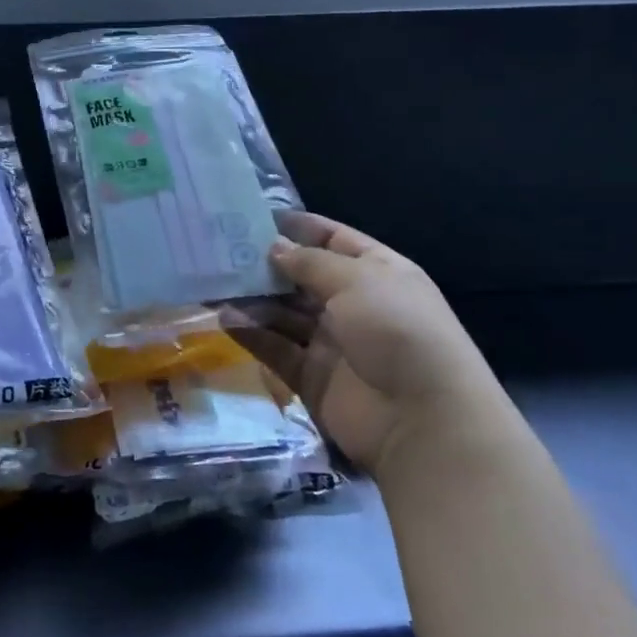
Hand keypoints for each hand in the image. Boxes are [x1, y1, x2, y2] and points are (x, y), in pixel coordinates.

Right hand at [229, 213, 505, 474]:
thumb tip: (274, 247)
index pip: (335, 240)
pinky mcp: (312, 377)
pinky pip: (277, 349)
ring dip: (254, 299)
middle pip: (303, 278)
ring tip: (215, 283)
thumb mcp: (357, 281)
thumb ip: (310, 262)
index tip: (256, 217)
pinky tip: (225, 318)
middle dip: (267, 264)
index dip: (300, 228)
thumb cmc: (396, 330)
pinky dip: (253, 334)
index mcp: (377, 273)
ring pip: (285, 314)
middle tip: (221, 251)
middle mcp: (354, 304)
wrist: (421, 418)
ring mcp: (332, 343)